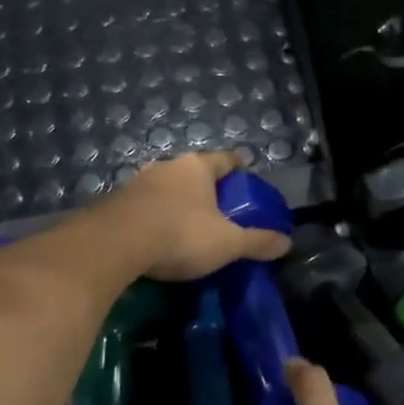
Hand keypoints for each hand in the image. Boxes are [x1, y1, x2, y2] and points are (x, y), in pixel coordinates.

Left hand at [107, 150, 291, 281]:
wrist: (115, 244)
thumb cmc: (181, 234)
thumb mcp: (228, 243)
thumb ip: (257, 241)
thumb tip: (288, 243)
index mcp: (197, 167)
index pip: (225, 159)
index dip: (238, 167)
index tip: (246, 174)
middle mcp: (167, 167)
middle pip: (193, 172)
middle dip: (206, 187)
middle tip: (219, 207)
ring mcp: (138, 183)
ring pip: (166, 188)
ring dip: (177, 202)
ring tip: (188, 223)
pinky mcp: (115, 203)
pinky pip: (145, 206)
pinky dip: (155, 217)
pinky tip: (158, 236)